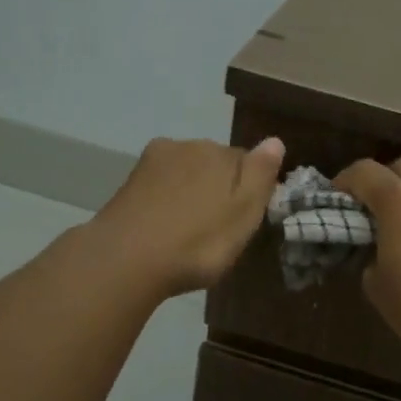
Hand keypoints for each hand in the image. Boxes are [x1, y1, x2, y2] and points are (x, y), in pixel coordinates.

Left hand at [91, 136, 285, 297]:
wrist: (125, 260)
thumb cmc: (198, 242)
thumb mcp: (244, 213)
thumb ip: (261, 174)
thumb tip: (275, 140)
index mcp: (220, 152)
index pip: (247, 162)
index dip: (249, 190)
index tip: (244, 219)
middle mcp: (186, 146)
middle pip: (214, 163)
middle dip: (218, 187)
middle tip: (217, 228)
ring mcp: (153, 162)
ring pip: (185, 173)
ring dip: (190, 193)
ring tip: (188, 230)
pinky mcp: (129, 182)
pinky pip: (160, 186)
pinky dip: (166, 200)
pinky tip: (163, 225)